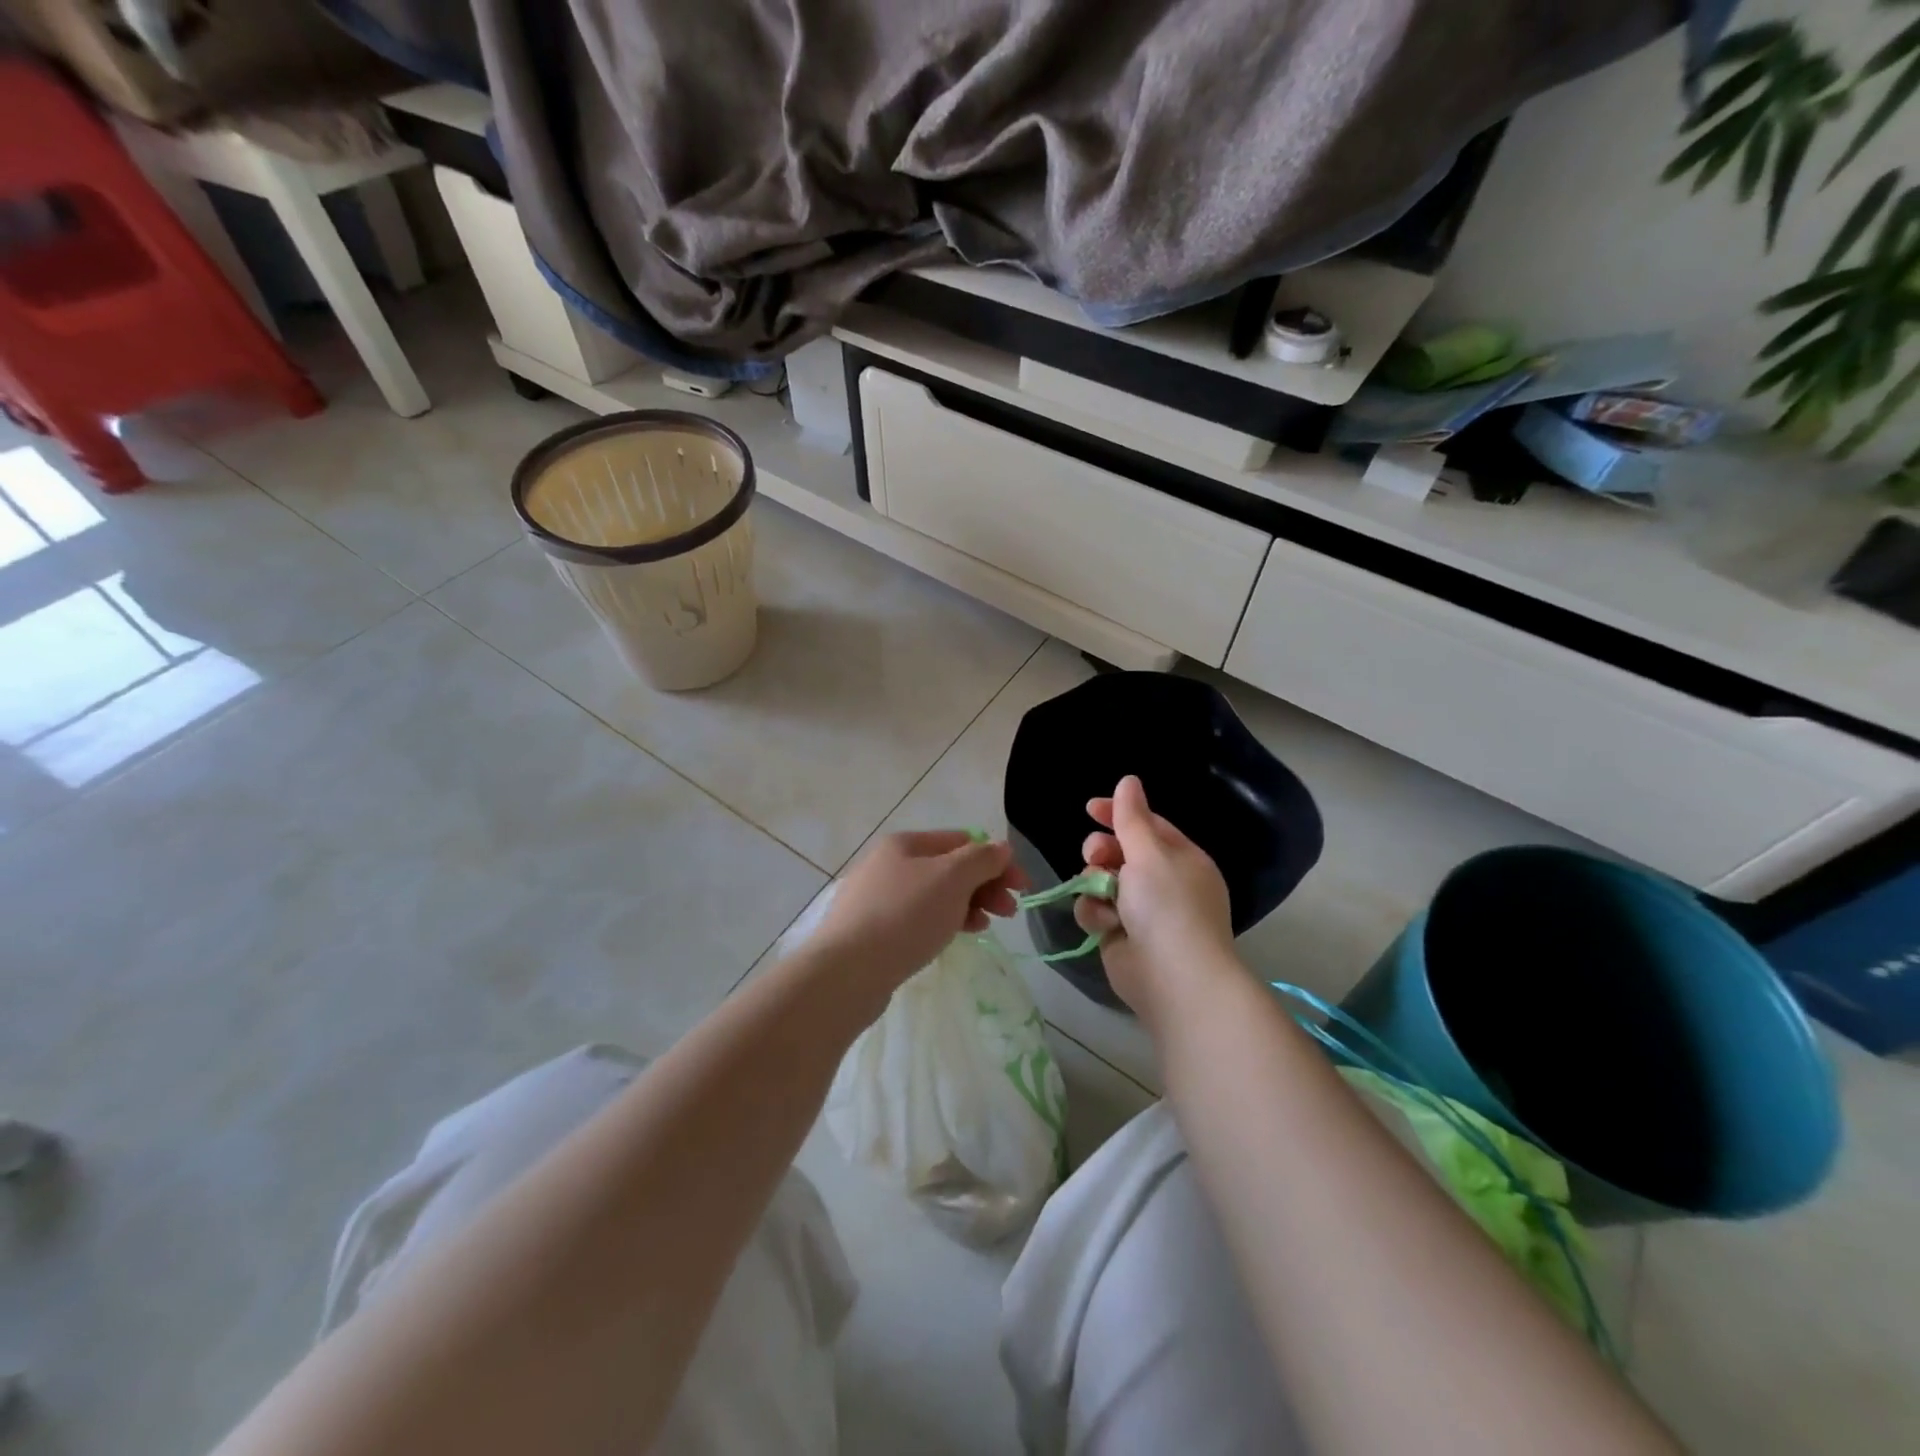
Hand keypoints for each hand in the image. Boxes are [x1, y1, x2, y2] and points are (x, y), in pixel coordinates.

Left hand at [808, 830, 1027, 1002]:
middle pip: (949, 867)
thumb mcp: (952, 879)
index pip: (962, 841)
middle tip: (1010, 911)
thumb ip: (982, 859)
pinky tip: (956, 936)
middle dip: (984, 884)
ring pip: (934, 894)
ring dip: (967, 904)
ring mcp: (876, 898)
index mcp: (905, 844)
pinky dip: (943, 921)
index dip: (997, 860)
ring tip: (986, 926)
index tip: (1022, 888)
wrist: (846, 971)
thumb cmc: (904, 916)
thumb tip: (1001, 848)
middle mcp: (888, 864)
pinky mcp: (872, 930)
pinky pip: (918, 918)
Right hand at [1074, 776, 1236, 1024]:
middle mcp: (1163, 882)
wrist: (1172, 978)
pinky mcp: (1120, 935)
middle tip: (1096, 857)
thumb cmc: (1167, 906)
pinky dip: (1096, 914)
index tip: (1089, 808)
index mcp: (1181, 859)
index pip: (1147, 825)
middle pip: (1120, 852)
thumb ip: (1131, 817)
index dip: (1118, 813)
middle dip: (1102, 852)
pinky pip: (1097, 910)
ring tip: (1103, 896)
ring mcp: (1141, 911)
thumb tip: (1129, 780)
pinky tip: (1105, 925)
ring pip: (1102, 881)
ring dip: (1096, 885)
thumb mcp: (1149, 853)